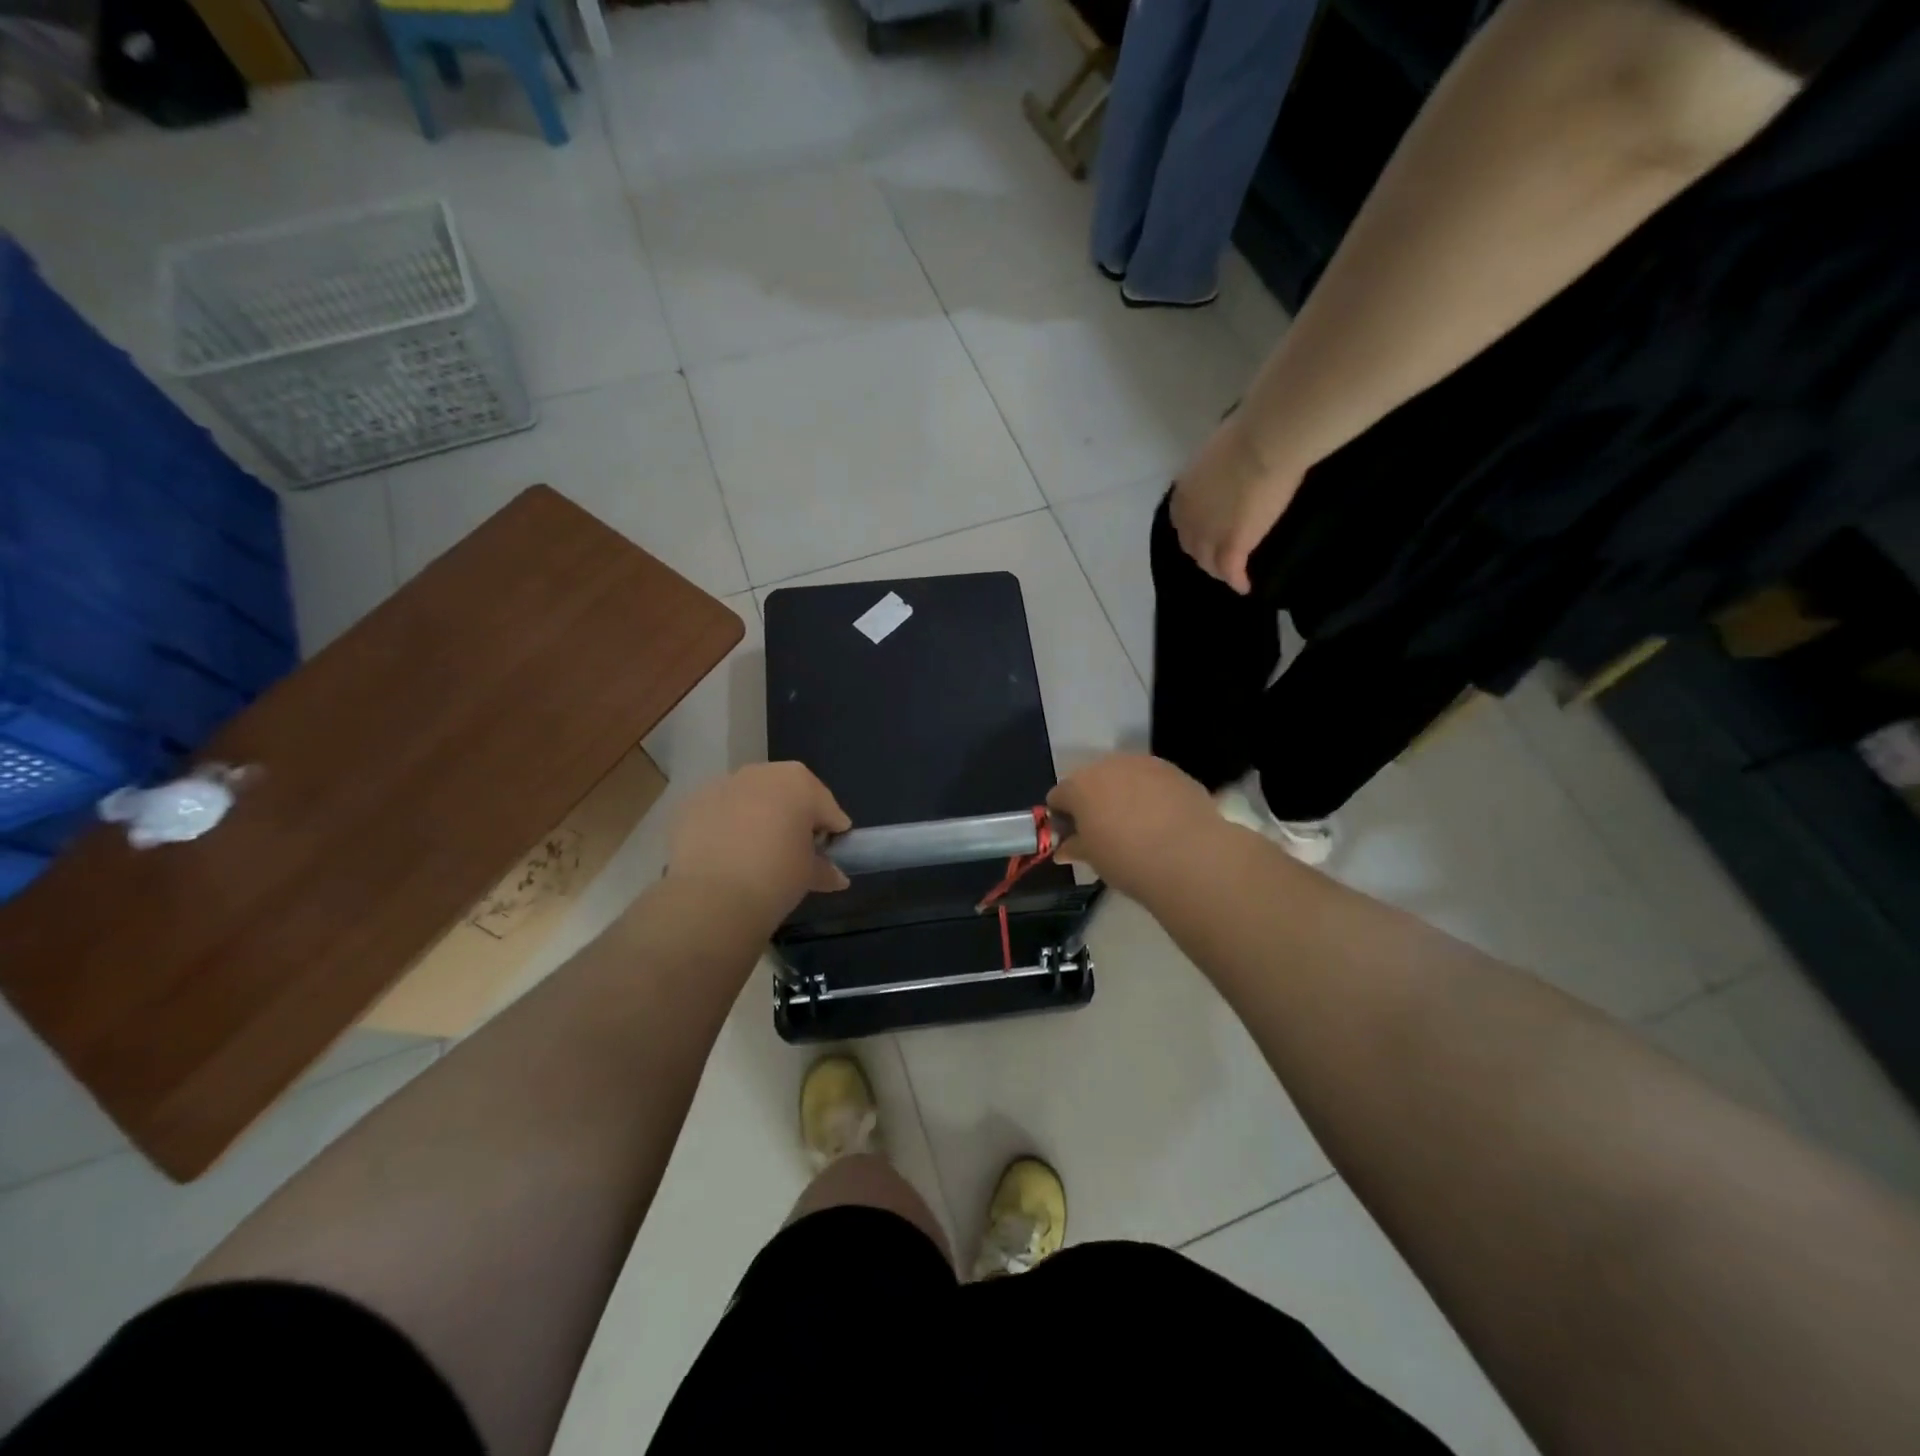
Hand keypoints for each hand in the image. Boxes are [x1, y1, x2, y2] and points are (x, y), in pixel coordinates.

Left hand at [665, 763, 851, 927]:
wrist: (712, 896)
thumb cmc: (776, 877)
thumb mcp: (809, 875)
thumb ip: (825, 869)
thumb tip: (836, 877)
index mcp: (800, 782)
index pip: (827, 807)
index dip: (832, 831)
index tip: (829, 854)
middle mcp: (762, 772)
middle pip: (787, 793)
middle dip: (793, 817)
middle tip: (793, 851)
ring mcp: (723, 784)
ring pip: (750, 798)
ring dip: (757, 817)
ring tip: (755, 853)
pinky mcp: (692, 803)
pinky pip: (720, 811)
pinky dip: (726, 826)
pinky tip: (725, 855)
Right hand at [1048, 754, 1221, 901]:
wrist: (1188, 855)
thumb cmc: (1126, 859)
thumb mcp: (1093, 859)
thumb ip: (1075, 847)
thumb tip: (1064, 849)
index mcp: (1079, 786)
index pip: (1058, 796)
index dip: (1062, 818)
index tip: (1073, 838)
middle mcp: (1108, 765)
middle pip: (1092, 781)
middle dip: (1093, 802)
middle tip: (1104, 832)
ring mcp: (1143, 764)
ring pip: (1124, 777)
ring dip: (1123, 795)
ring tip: (1137, 826)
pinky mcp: (1174, 770)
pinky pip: (1153, 781)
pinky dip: (1152, 795)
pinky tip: (1163, 821)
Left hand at [1169, 414, 1304, 594]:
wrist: (1264, 442)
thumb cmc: (1249, 435)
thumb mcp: (1218, 453)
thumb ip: (1217, 470)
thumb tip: (1229, 470)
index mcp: (1183, 492)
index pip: (1182, 521)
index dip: (1193, 530)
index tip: (1205, 533)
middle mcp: (1188, 518)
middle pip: (1191, 545)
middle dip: (1202, 553)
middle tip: (1217, 558)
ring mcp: (1208, 534)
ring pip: (1208, 562)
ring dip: (1218, 570)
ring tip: (1229, 574)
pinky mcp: (1232, 546)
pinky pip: (1231, 571)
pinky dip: (1237, 581)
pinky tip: (1244, 587)